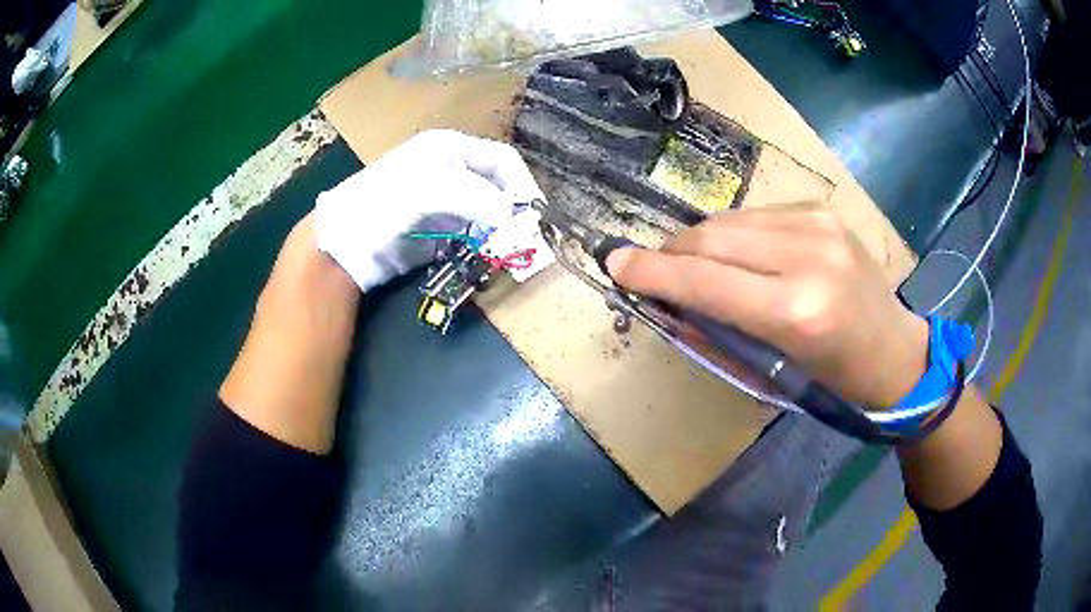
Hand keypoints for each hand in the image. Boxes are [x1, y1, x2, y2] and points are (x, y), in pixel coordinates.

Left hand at [315, 129, 543, 290]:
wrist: (341, 246)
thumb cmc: (379, 206)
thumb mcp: (425, 190)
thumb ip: (473, 197)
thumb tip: (514, 217)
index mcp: (450, 149)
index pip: (502, 160)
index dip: (522, 185)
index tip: (535, 217)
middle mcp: (451, 171)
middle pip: (498, 187)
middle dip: (513, 212)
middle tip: (524, 240)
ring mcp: (445, 202)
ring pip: (489, 214)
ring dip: (501, 233)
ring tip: (507, 253)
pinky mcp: (438, 231)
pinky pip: (473, 236)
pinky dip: (483, 247)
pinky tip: (484, 259)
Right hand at [606, 209, 928, 407]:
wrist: (895, 352)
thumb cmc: (833, 380)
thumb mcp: (771, 372)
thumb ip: (716, 331)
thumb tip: (668, 302)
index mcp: (797, 311)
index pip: (706, 280)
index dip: (653, 271)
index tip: (615, 264)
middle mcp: (808, 255)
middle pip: (712, 237)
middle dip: (671, 253)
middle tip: (652, 271)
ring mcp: (819, 224)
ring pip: (731, 221)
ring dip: (700, 243)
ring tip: (694, 266)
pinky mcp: (823, 211)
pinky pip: (757, 216)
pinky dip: (734, 235)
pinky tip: (739, 256)